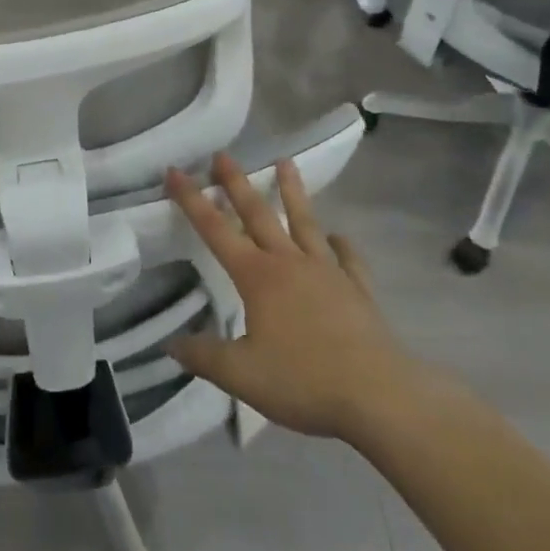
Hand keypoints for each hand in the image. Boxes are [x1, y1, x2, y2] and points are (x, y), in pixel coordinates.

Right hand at [165, 155, 425, 446]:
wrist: (378, 396)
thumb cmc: (303, 381)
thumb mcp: (241, 375)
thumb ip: (204, 356)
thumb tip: (170, 344)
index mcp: (257, 276)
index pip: (215, 229)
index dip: (192, 199)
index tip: (175, 171)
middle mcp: (289, 263)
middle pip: (258, 214)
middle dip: (237, 183)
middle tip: (223, 154)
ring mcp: (327, 272)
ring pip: (304, 223)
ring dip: (292, 192)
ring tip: (285, 162)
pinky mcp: (357, 290)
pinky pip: (347, 259)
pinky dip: (341, 245)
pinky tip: (338, 237)